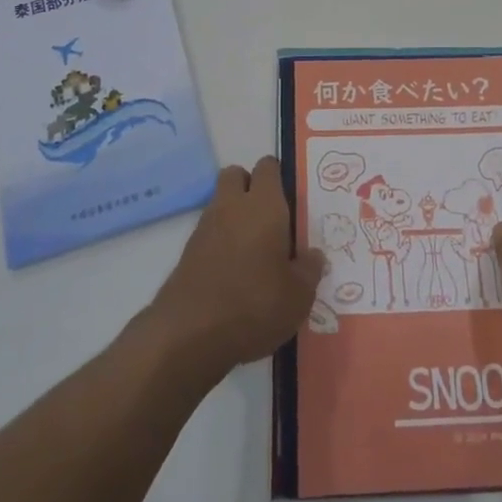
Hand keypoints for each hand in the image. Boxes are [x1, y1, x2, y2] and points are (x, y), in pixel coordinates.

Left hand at [141, 158, 324, 387]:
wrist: (190, 334)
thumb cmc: (255, 305)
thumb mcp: (298, 295)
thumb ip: (309, 269)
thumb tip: (313, 254)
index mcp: (264, 205)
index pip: (268, 167)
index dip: (278, 177)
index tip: (290, 198)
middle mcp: (232, 206)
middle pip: (236, 174)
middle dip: (249, 186)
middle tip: (269, 217)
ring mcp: (205, 227)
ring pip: (220, 202)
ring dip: (234, 215)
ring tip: (254, 250)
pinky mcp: (187, 252)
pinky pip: (209, 232)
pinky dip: (220, 241)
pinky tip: (234, 271)